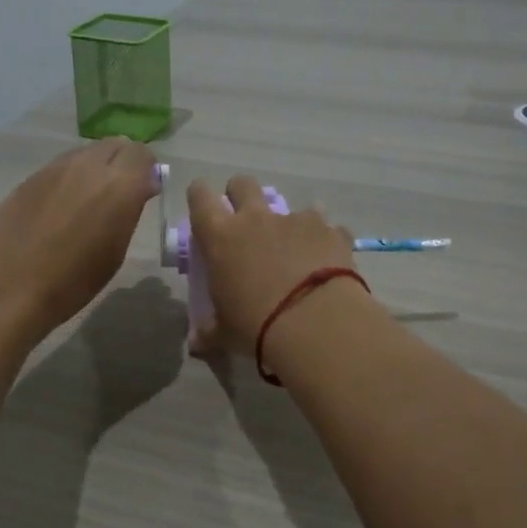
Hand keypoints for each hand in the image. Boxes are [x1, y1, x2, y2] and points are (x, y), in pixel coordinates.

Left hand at [0, 138, 158, 343]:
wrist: (7, 288)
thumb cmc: (72, 283)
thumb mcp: (114, 251)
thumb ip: (129, 211)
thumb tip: (140, 188)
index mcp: (119, 186)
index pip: (143, 155)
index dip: (147, 171)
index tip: (144, 192)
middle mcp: (89, 166)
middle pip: (116, 145)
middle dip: (124, 163)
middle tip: (120, 193)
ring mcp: (55, 168)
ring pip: (87, 153)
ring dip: (96, 168)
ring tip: (89, 201)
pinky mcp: (30, 177)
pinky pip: (61, 167)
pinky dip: (70, 178)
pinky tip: (60, 208)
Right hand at [186, 175, 355, 355]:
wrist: (316, 324)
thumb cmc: (256, 326)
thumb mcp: (225, 333)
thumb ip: (209, 332)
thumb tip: (196, 343)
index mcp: (221, 237)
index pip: (200, 197)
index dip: (200, 195)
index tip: (203, 206)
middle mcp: (256, 219)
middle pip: (243, 184)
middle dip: (241, 195)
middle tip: (246, 222)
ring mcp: (296, 220)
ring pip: (290, 205)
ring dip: (289, 223)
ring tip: (296, 251)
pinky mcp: (330, 231)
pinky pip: (326, 228)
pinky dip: (324, 241)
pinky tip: (327, 263)